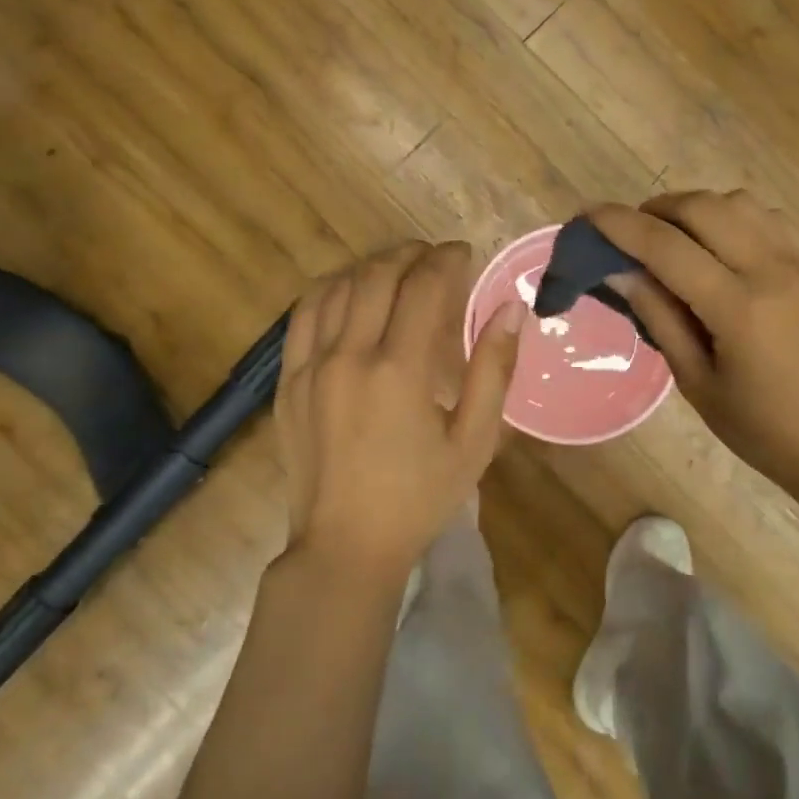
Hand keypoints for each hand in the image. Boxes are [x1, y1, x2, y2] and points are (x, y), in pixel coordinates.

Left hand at [276, 241, 524, 583]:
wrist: (345, 545)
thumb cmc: (420, 498)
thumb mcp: (473, 442)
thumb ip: (493, 371)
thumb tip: (511, 310)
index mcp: (400, 370)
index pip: (423, 287)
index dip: (446, 260)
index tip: (463, 254)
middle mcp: (349, 356)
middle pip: (377, 276)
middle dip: (409, 255)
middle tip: (434, 258)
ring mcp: (310, 367)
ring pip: (335, 287)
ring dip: (369, 267)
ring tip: (396, 269)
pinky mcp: (288, 381)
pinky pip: (302, 315)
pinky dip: (329, 290)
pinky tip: (349, 293)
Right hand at [590, 192, 798, 496]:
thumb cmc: (761, 428)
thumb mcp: (697, 382)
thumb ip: (659, 317)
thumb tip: (619, 272)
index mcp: (739, 307)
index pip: (667, 247)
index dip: (621, 226)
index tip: (588, 215)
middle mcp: (773, 269)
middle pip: (704, 207)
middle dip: (657, 209)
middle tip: (630, 233)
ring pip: (739, 202)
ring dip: (696, 209)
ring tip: (674, 238)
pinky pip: (769, 218)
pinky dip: (733, 218)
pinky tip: (720, 247)